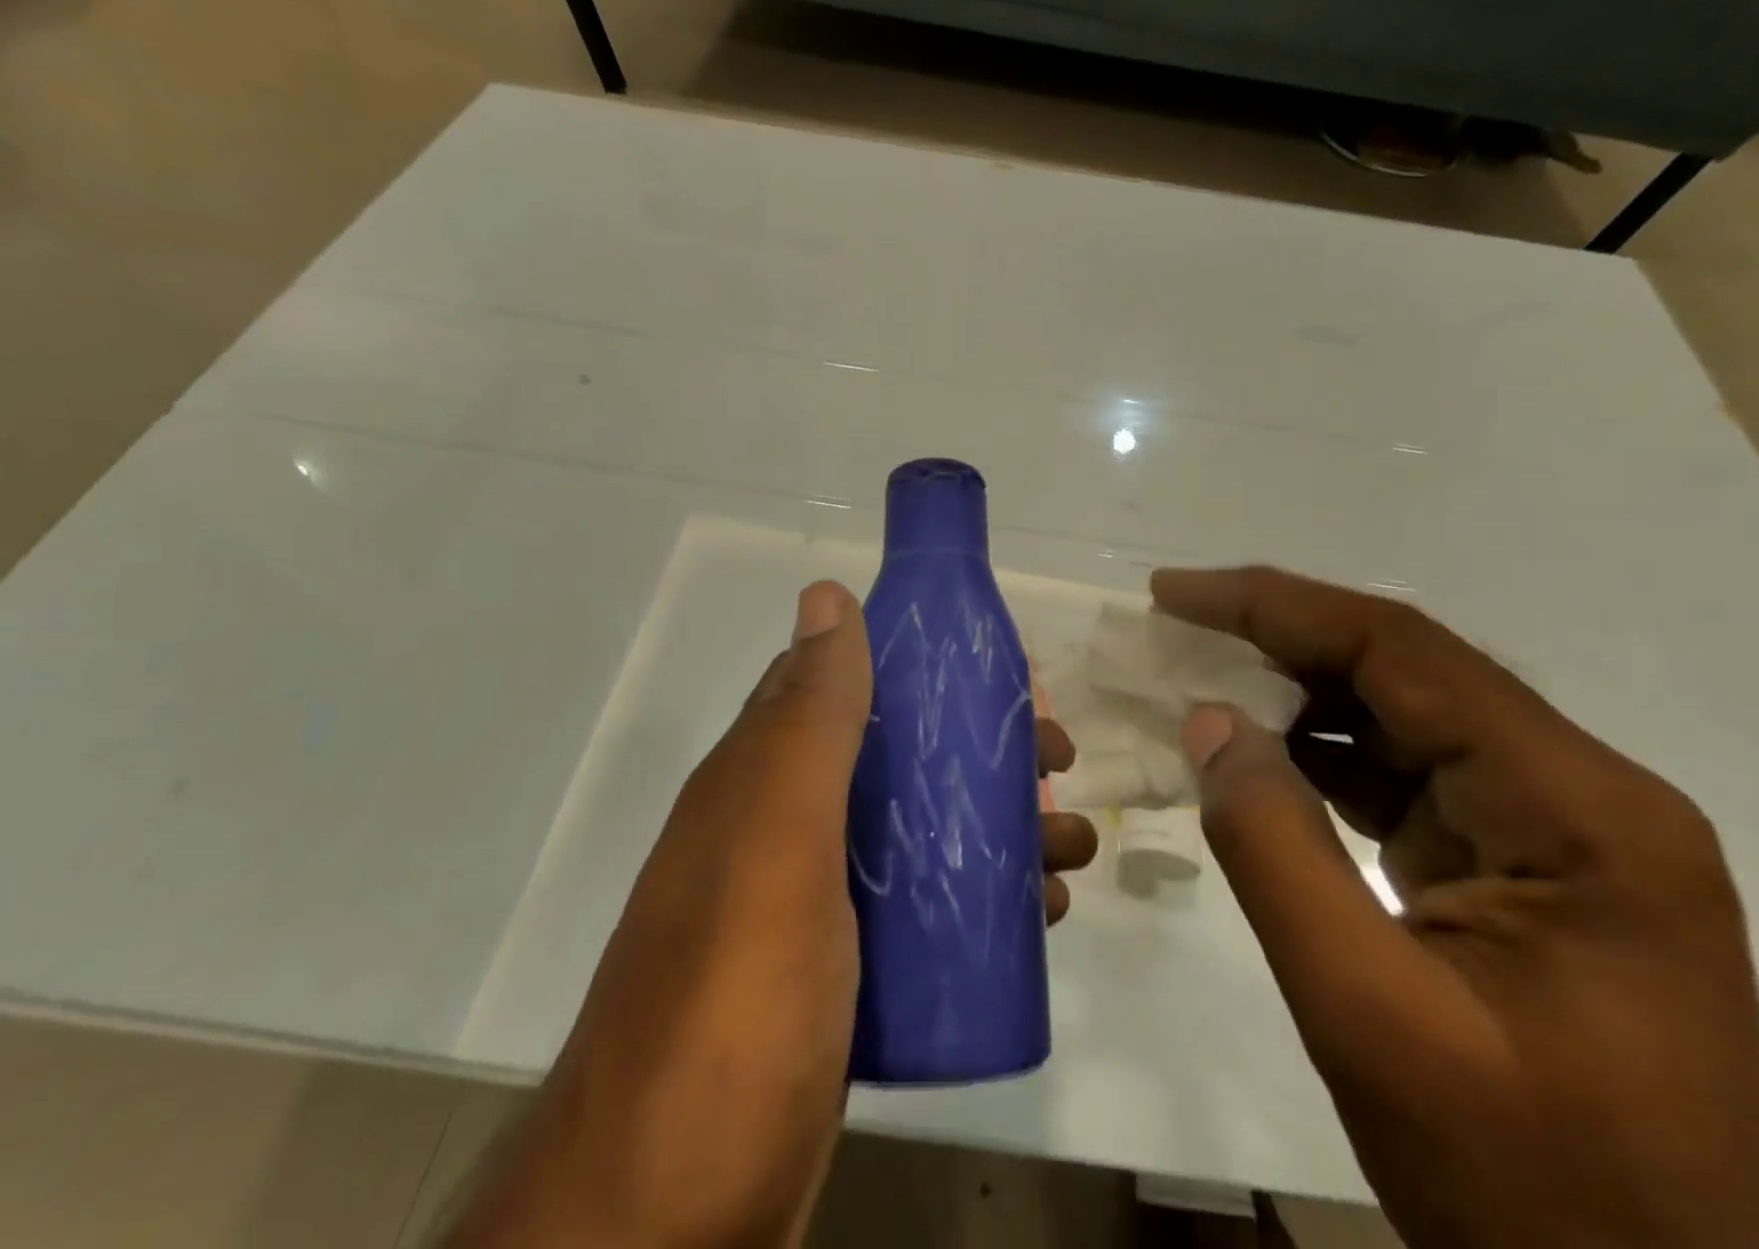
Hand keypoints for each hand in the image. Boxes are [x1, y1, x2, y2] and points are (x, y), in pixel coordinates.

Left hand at [444, 582, 1095, 1248]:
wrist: (666, 1221)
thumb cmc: (732, 1003)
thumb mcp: (776, 840)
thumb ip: (808, 719)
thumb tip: (826, 594)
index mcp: (762, 778)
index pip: (849, 685)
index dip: (926, 667)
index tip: (1005, 674)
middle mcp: (783, 827)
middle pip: (897, 758)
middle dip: (980, 749)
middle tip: (1057, 762)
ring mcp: (811, 906)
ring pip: (918, 832)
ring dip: (995, 823)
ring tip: (1069, 845)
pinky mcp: (841, 977)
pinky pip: (923, 906)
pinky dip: (980, 895)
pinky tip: (1037, 913)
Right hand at [1152, 566, 1758, 1248]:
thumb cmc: (1527, 1194)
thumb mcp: (1366, 1013)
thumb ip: (1272, 847)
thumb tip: (1209, 722)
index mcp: (1578, 809)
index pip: (1403, 653)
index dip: (1276, 606)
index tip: (1176, 594)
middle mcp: (1584, 793)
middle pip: (1407, 672)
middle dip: (1280, 639)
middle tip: (1175, 626)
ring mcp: (1559, 830)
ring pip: (1404, 717)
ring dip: (1297, 694)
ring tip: (1200, 679)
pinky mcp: (1525, 866)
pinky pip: (1408, 775)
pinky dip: (1323, 754)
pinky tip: (1260, 754)